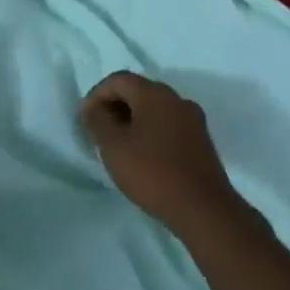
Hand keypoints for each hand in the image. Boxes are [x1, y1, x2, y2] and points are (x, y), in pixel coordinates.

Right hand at [79, 71, 237, 234]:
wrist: (204, 209)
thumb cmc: (152, 173)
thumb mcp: (113, 146)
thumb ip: (98, 120)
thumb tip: (92, 106)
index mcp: (154, 93)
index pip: (118, 79)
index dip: (97, 94)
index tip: (85, 119)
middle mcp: (176, 98)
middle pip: (138, 91)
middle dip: (115, 106)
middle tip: (100, 132)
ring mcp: (193, 119)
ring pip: (155, 109)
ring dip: (133, 120)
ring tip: (120, 146)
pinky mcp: (201, 140)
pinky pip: (169, 125)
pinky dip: (151, 132)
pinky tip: (144, 156)